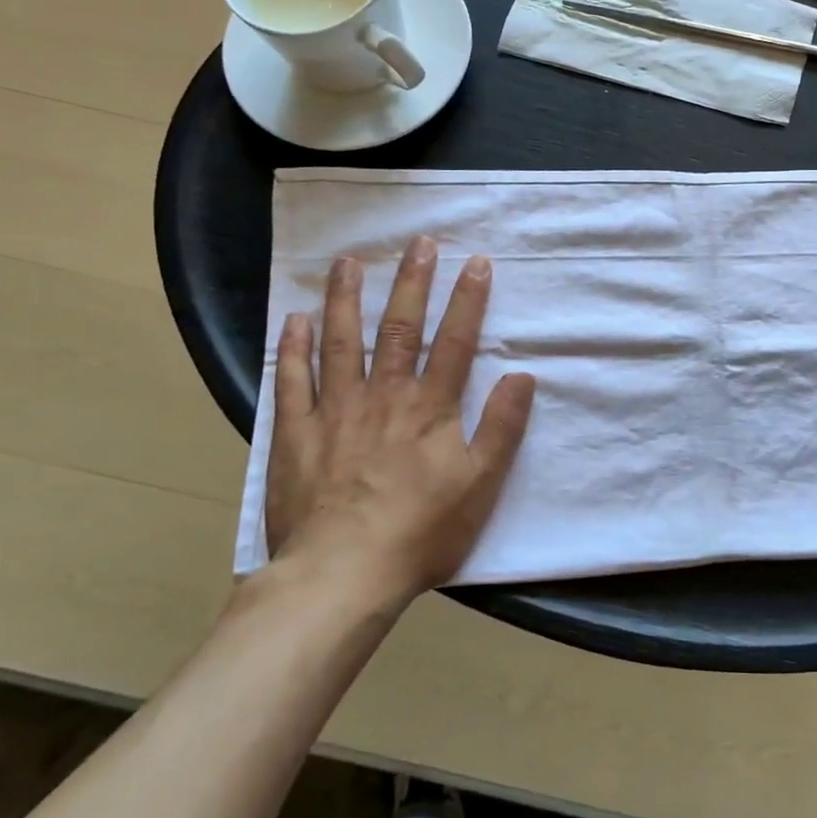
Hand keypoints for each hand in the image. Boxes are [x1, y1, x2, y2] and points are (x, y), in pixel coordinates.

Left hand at [263, 239, 535, 606]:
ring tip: (349, 263)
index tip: (476, 262)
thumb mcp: (481, 484)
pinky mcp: (295, 434)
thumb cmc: (421, 530)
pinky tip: (294, 320)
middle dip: (411, 282)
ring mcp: (335, 411)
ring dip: (346, 299)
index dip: (468, 300)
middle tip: (417, 242)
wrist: (341, 575)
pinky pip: (292, 382)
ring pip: (341, 342)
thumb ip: (502, 427)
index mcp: (430, 407)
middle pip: (400, 328)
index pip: (455, 341)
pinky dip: (293, 349)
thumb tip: (523, 375)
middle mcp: (384, 396)